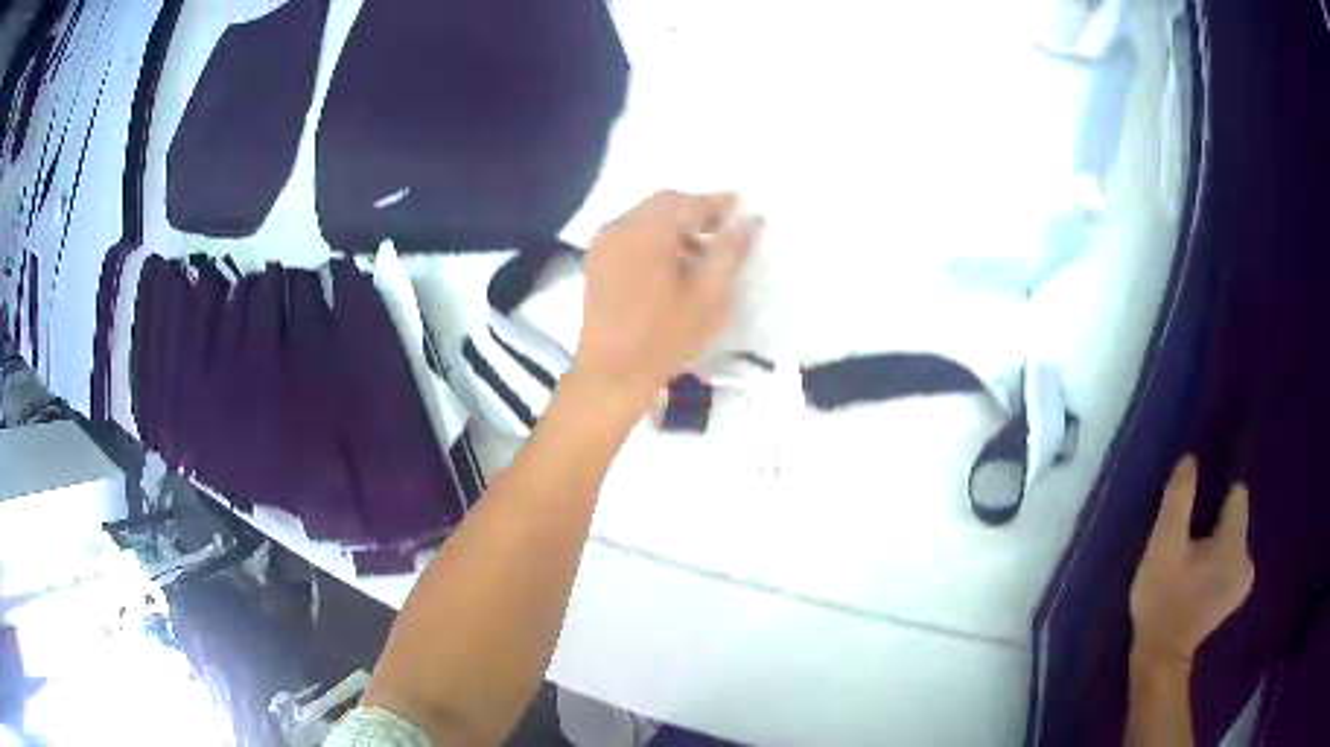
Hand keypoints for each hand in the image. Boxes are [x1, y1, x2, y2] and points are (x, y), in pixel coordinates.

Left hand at [570, 190, 759, 416]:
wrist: (612, 373)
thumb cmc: (665, 336)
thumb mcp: (709, 294)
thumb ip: (731, 251)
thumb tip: (752, 220)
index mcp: (649, 231)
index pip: (688, 202)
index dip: (718, 203)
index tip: (741, 206)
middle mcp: (621, 227)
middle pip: (663, 204)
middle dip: (695, 212)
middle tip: (722, 228)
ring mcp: (603, 245)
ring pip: (644, 219)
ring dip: (674, 226)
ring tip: (700, 252)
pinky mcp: (596, 263)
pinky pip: (629, 235)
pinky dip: (653, 239)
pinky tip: (670, 265)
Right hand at [1130, 456, 1254, 663]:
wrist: (1160, 658)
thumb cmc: (1162, 599)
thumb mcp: (1163, 546)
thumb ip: (1179, 500)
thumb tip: (1190, 460)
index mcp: (1235, 541)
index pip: (1237, 496)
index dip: (1217, 498)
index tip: (1197, 514)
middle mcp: (1248, 557)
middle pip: (1235, 522)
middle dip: (1215, 527)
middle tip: (1189, 548)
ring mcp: (1243, 582)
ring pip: (1233, 545)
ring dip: (1216, 548)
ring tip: (1192, 567)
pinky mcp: (1235, 599)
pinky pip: (1231, 565)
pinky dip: (1218, 567)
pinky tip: (1199, 583)